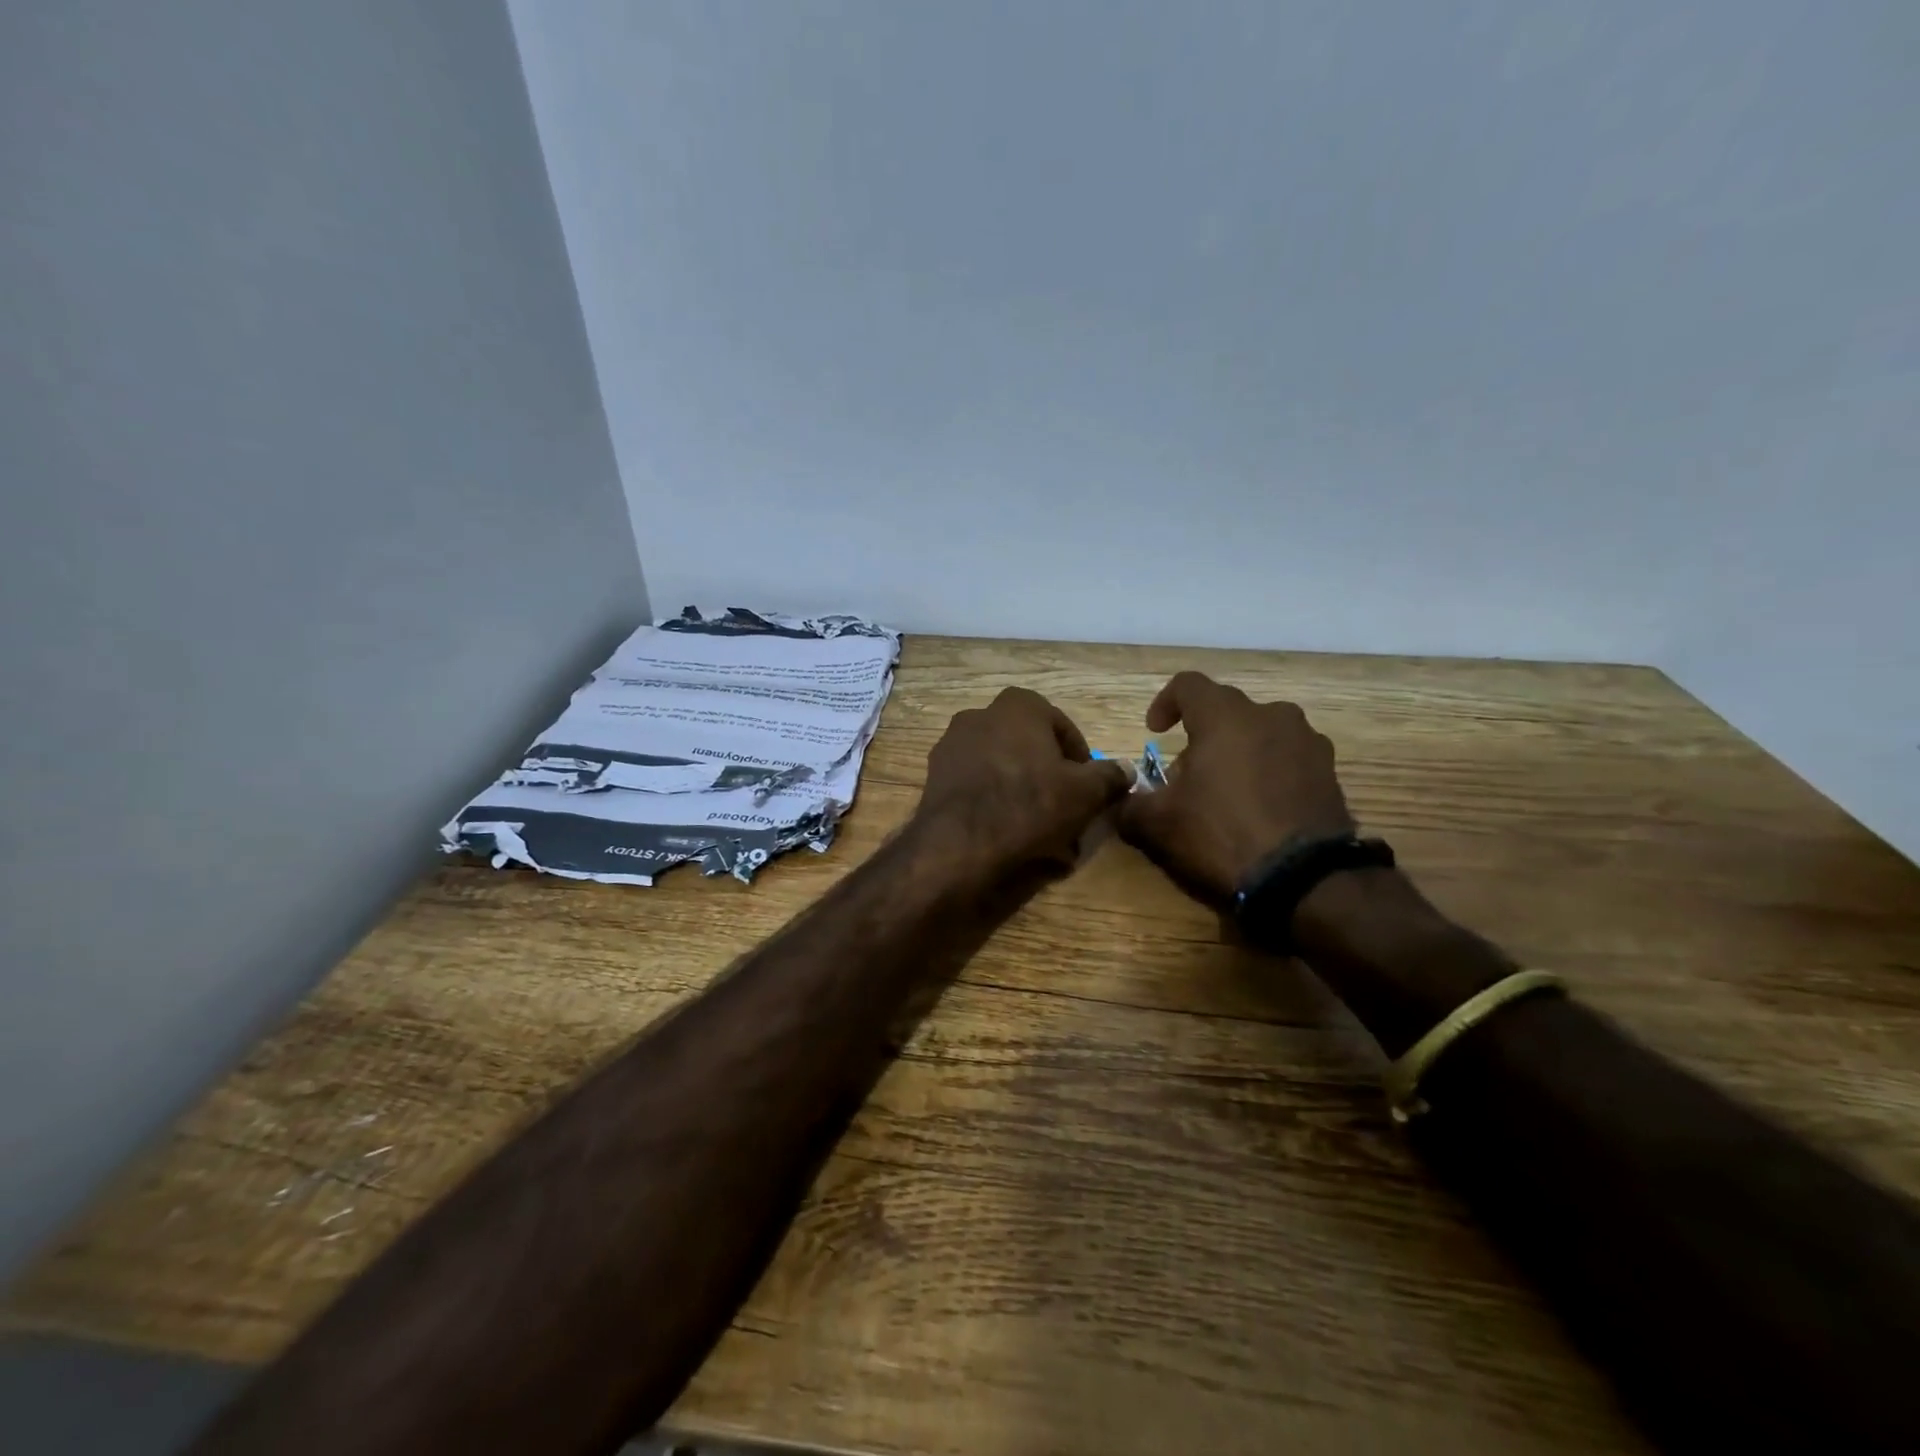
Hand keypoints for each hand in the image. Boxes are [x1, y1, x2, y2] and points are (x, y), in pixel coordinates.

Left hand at [914, 687, 1131, 880]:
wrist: (960, 844)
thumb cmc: (1030, 804)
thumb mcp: (1086, 792)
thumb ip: (1110, 776)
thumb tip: (1125, 770)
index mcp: (1018, 705)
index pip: (1062, 726)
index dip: (1080, 759)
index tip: (1089, 788)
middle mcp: (980, 714)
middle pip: (1029, 746)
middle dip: (1048, 775)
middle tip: (1064, 808)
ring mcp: (951, 745)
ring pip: (1001, 767)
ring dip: (1022, 791)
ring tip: (1038, 829)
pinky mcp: (934, 777)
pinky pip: (976, 786)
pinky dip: (994, 804)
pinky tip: (1008, 834)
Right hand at [1119, 671, 1354, 905]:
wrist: (1305, 880)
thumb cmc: (1221, 836)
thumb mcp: (1157, 825)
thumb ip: (1130, 804)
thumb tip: (1120, 800)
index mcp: (1225, 716)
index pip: (1188, 685)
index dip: (1165, 703)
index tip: (1155, 732)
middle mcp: (1271, 716)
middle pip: (1227, 710)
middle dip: (1202, 735)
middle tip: (1187, 774)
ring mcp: (1308, 743)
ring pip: (1262, 732)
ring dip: (1239, 751)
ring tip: (1226, 791)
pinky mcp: (1331, 772)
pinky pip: (1289, 758)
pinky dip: (1270, 772)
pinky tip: (1260, 808)